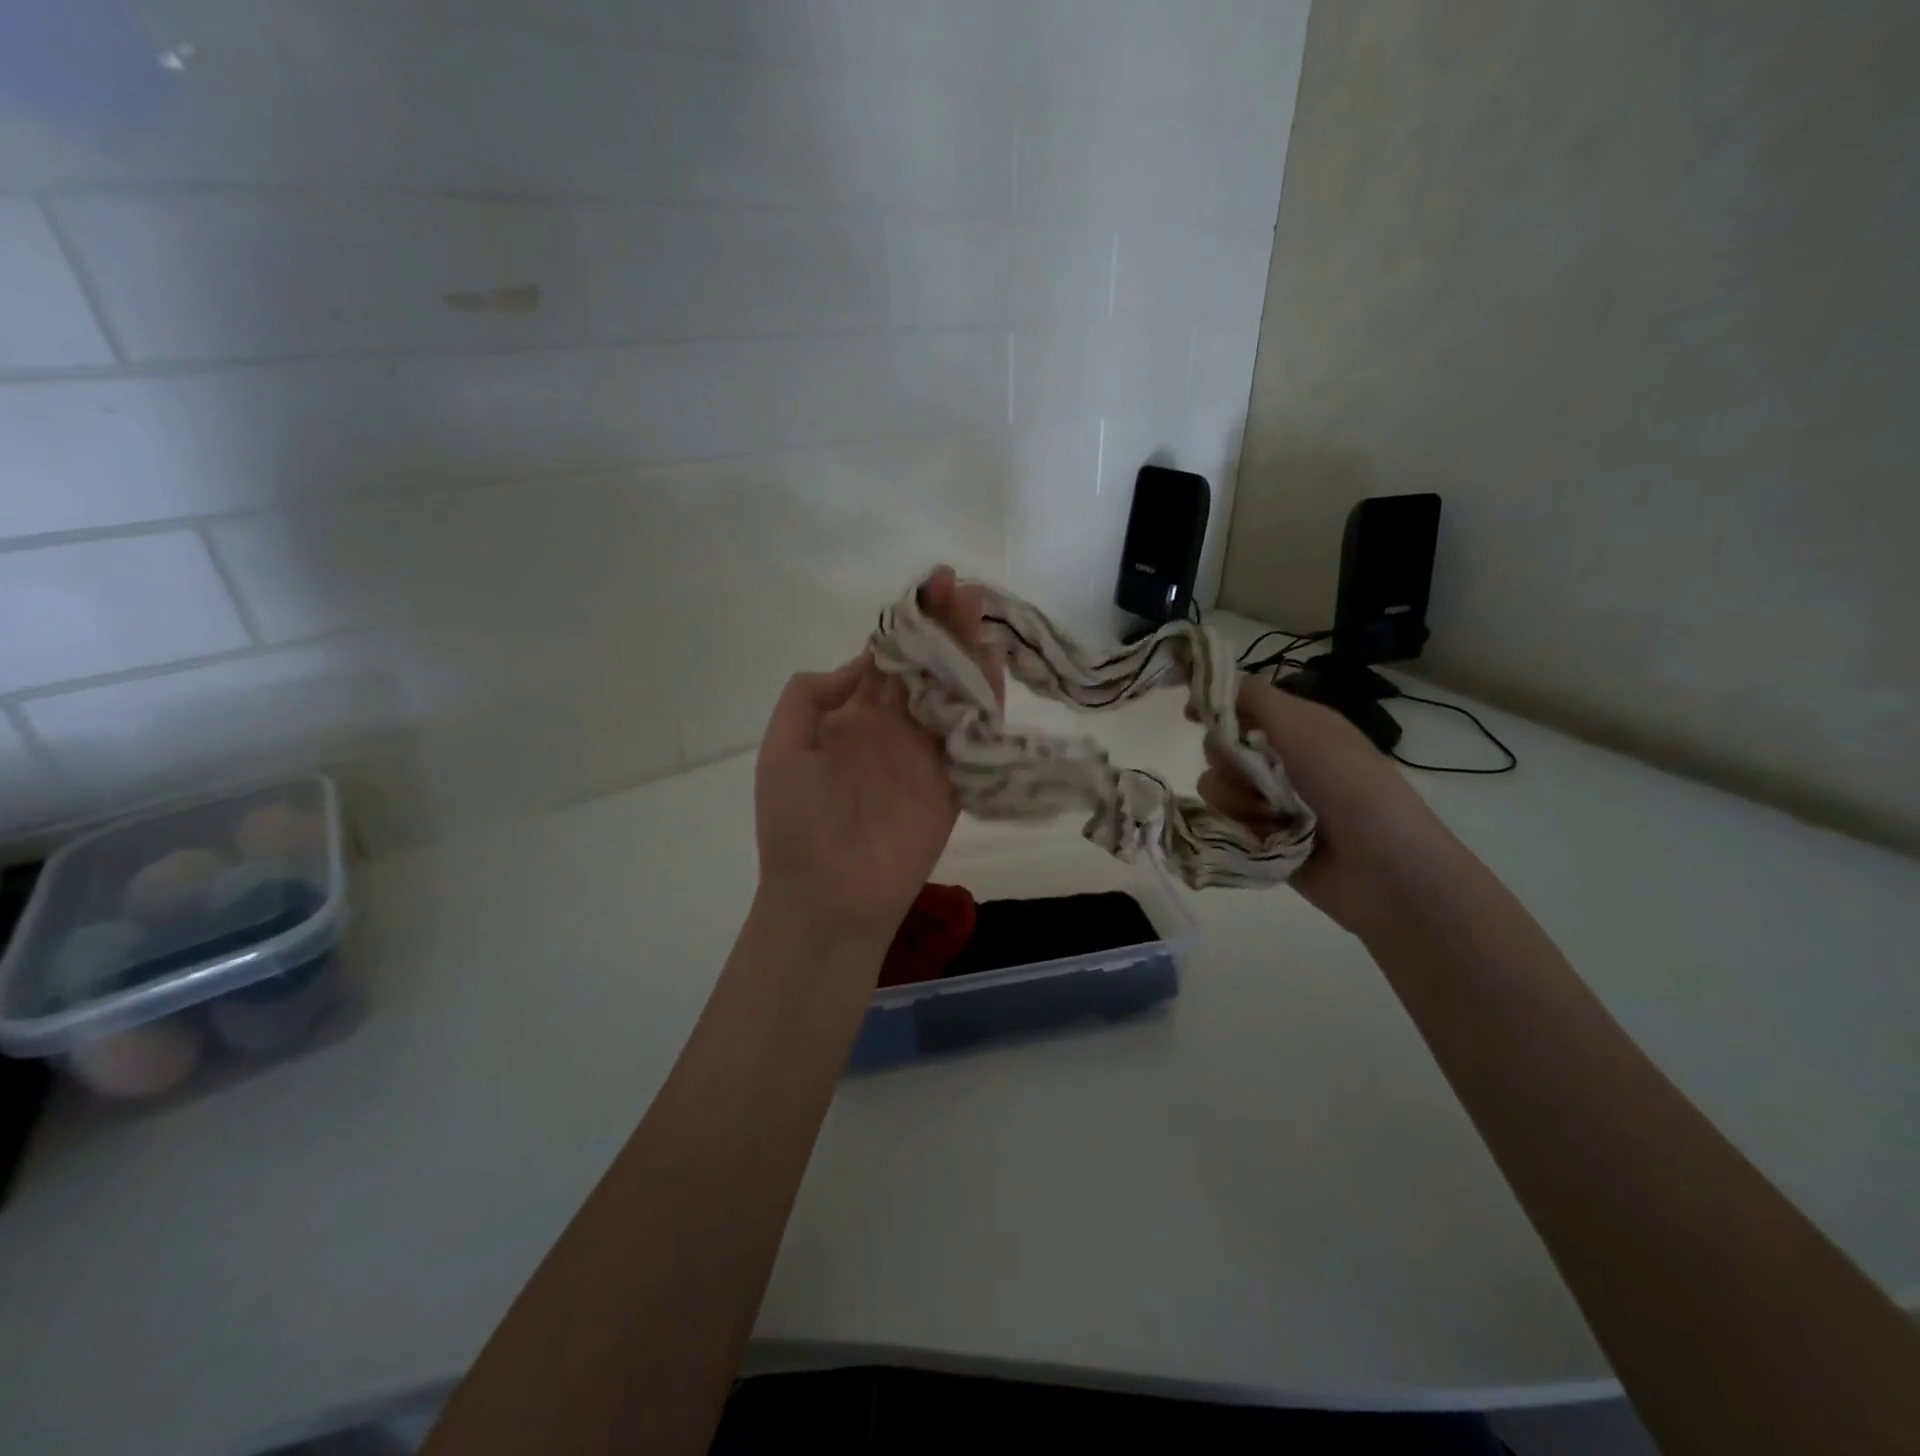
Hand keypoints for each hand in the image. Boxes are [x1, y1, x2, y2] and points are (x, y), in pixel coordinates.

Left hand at [752, 568, 1001, 951]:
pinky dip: (986, 698)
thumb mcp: (783, 746)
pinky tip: (992, 662)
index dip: (907, 622)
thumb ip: (812, 696)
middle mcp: (894, 727)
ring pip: (953, 691)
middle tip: (959, 588)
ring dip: (967, 651)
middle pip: (925, 666)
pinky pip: (974, 733)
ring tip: (978, 609)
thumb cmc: (796, 822)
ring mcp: (926, 752)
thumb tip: (863, 662)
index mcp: (853, 716)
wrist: (828, 894)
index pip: (887, 657)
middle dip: (942, 626)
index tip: (928, 587)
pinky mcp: (955, 780)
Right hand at [1197, 676, 1459, 934]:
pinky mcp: (1258, 839)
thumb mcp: (1304, 725)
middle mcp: (1279, 760)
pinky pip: (1221, 824)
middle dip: (1229, 760)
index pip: (1239, 706)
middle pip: (1218, 746)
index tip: (1193, 716)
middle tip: (1259, 774)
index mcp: (1296, 727)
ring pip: (1214, 787)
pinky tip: (1266, 838)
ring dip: (1237, 800)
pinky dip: (1239, 828)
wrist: (1382, 866)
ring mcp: (1268, 802)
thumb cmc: (1348, 784)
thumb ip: (1253, 697)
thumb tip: (1204, 684)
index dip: (1214, 707)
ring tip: (1273, 816)